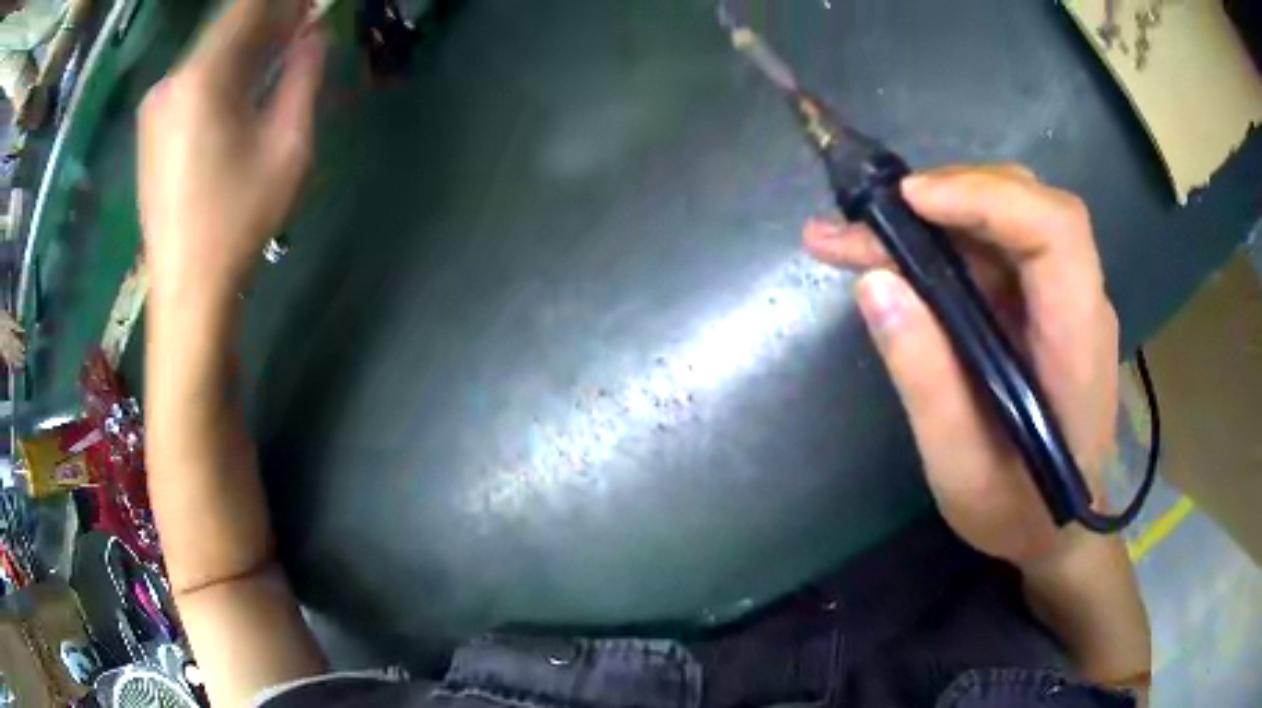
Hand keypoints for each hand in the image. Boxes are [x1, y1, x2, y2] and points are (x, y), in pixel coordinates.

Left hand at [139, 0, 324, 304]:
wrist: (188, 291)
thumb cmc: (239, 220)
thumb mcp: (288, 145)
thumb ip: (303, 75)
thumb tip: (313, 35)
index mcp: (201, 77)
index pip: (246, 8)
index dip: (280, 3)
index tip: (307, 7)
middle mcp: (170, 82)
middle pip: (225, 29)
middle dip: (266, 21)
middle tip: (301, 26)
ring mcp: (155, 108)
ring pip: (208, 55)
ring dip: (245, 47)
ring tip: (278, 54)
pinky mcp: (150, 132)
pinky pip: (192, 82)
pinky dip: (222, 72)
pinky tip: (242, 88)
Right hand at [804, 165, 1119, 566]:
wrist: (1057, 530)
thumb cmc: (1017, 512)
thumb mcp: (960, 469)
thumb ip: (926, 380)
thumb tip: (874, 283)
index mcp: (1077, 341)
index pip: (1054, 229)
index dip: (986, 197)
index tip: (909, 201)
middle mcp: (1079, 301)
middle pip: (1028, 203)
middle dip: (949, 196)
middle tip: (870, 219)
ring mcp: (1062, 297)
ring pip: (1004, 217)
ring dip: (932, 217)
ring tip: (856, 238)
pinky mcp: (1040, 304)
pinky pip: (993, 249)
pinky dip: (940, 242)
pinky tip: (891, 259)